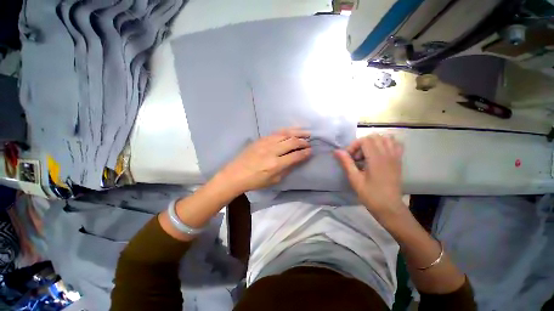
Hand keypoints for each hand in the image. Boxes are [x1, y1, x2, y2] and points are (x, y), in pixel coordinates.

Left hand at [217, 128, 311, 192]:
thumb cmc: (255, 181)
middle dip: (303, 142)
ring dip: (297, 132)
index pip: (296, 156)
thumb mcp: (273, 180)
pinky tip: (291, 131)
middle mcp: (272, 151)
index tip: (311, 151)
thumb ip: (287, 169)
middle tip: (309, 142)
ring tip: (306, 132)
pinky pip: (276, 132)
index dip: (305, 153)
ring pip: (285, 134)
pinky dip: (286, 130)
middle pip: (292, 142)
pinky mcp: (261, 139)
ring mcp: (266, 143)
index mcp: (276, 164)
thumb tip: (297, 160)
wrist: (236, 174)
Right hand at [334, 134, 404, 218]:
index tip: (349, 158)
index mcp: (376, 159)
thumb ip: (346, 163)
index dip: (354, 146)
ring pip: (386, 138)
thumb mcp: (355, 179)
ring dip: (374, 143)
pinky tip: (379, 153)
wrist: (389, 207)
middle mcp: (388, 154)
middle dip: (362, 144)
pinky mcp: (399, 161)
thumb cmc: (370, 195)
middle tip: (357, 157)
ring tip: (367, 154)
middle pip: (374, 137)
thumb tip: (337, 151)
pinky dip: (386, 144)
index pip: (365, 140)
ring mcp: (395, 157)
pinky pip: (396, 144)